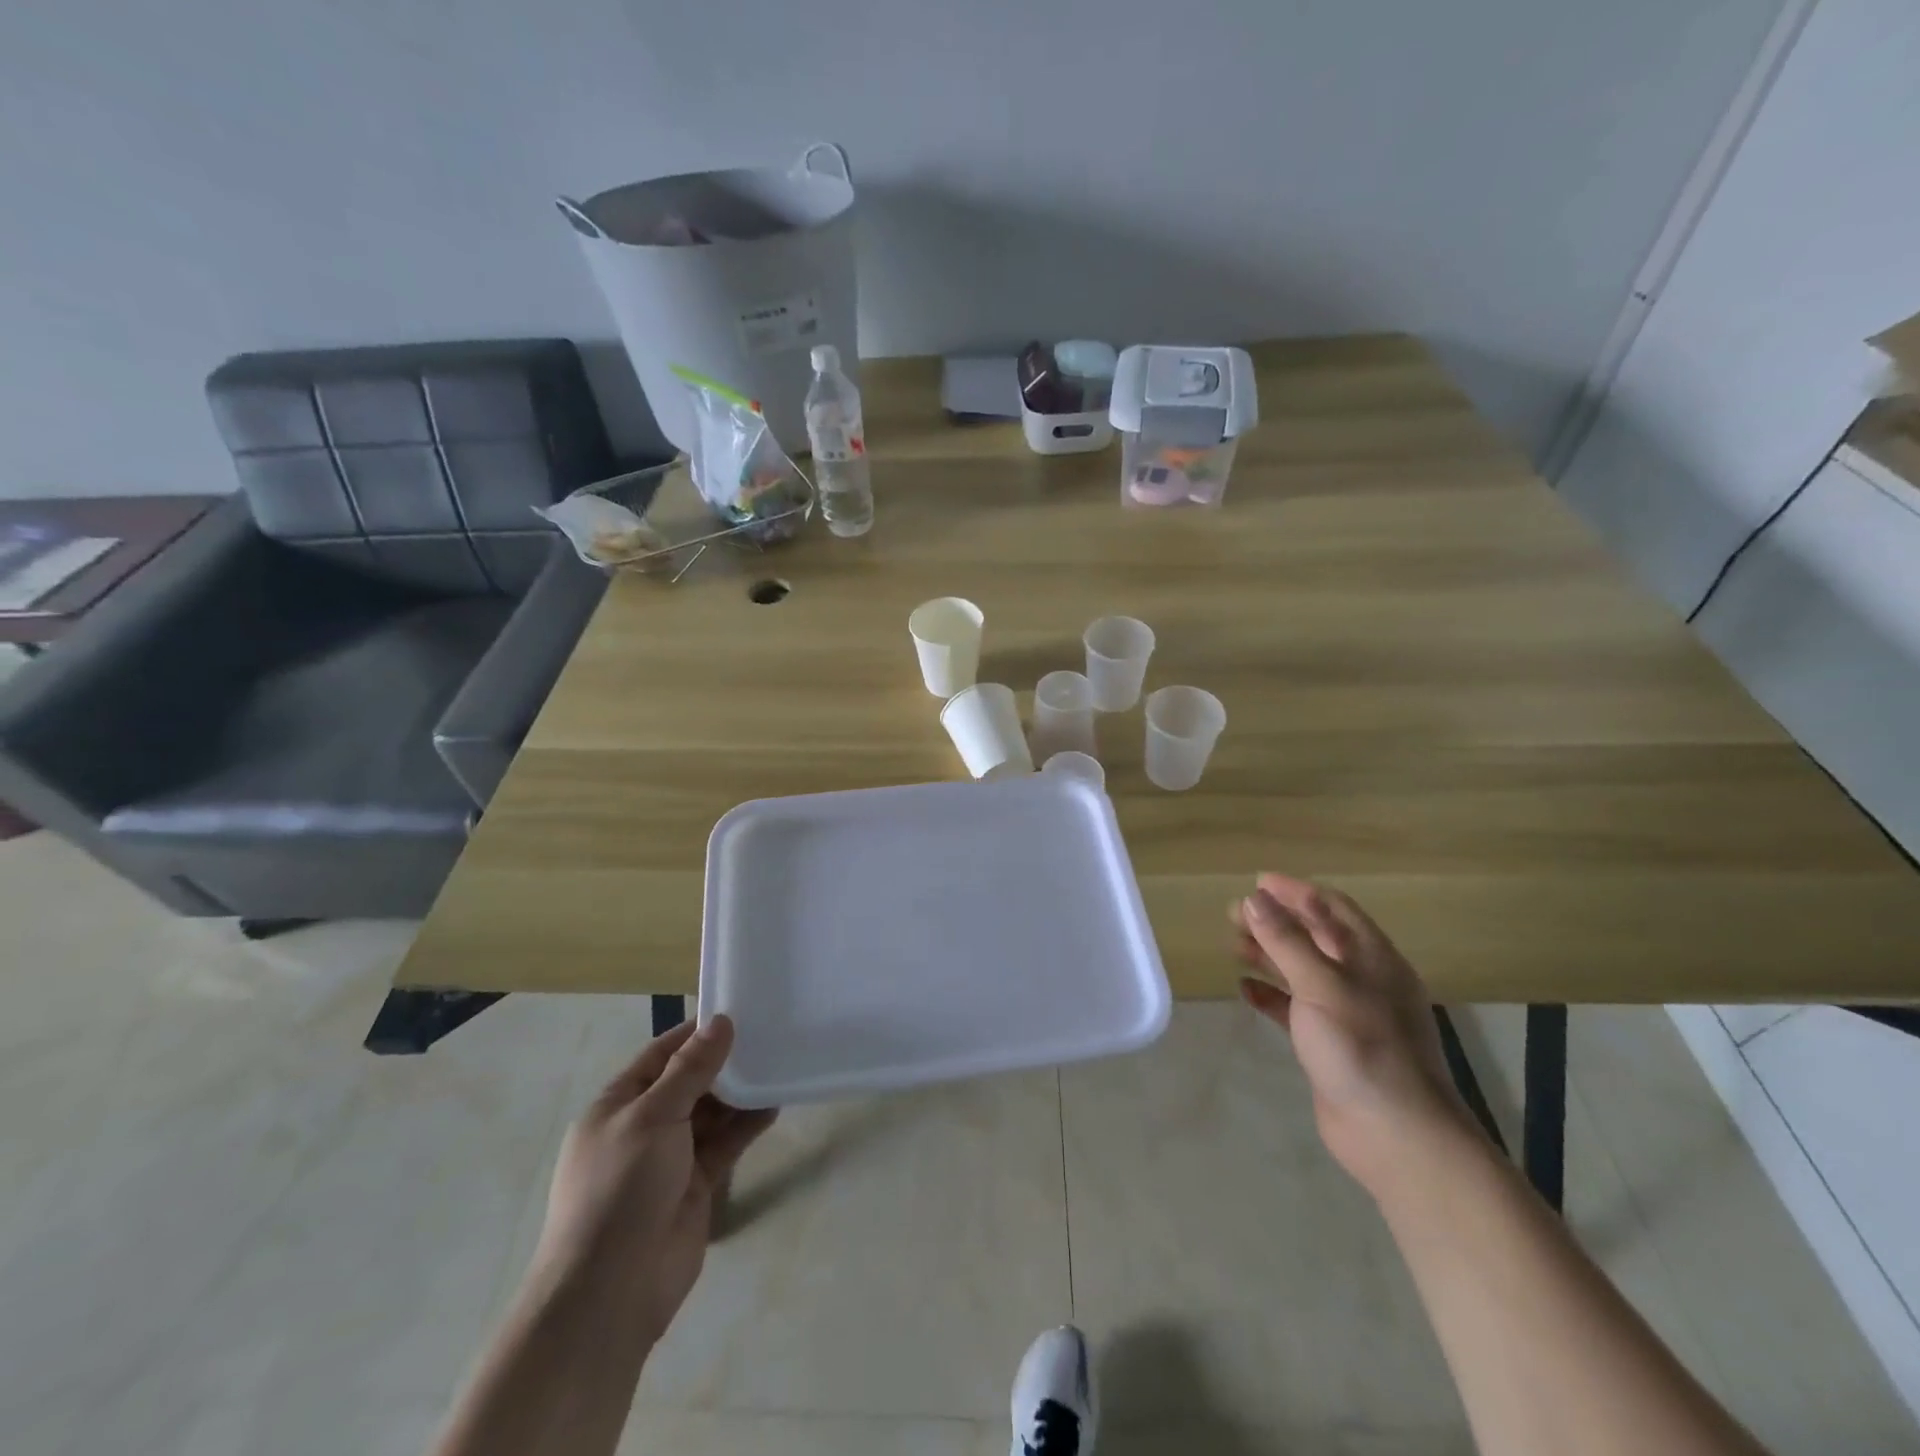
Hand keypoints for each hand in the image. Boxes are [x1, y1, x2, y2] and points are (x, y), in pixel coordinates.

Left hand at [530, 1015, 775, 1345]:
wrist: (610, 1293)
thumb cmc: (620, 1189)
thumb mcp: (653, 1116)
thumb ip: (691, 1069)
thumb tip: (720, 1021)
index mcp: (617, 1105)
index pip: (661, 1055)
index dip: (696, 1034)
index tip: (738, 1011)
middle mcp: (643, 1127)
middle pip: (689, 1082)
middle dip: (723, 1062)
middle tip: (768, 1034)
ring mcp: (669, 1159)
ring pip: (711, 1113)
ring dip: (739, 1092)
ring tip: (777, 1063)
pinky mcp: (695, 1185)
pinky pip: (725, 1144)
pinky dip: (747, 1125)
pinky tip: (774, 1105)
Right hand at [1230, 874, 1479, 1194]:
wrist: (1395, 1135)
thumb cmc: (1362, 1047)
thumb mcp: (1321, 985)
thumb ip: (1286, 941)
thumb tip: (1254, 899)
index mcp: (1372, 958)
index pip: (1333, 909)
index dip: (1296, 892)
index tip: (1257, 882)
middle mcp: (1362, 980)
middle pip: (1316, 937)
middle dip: (1277, 922)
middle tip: (1233, 913)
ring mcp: (1347, 1013)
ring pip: (1303, 971)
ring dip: (1270, 955)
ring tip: (1234, 945)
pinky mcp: (1330, 1044)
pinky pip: (1295, 1008)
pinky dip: (1271, 995)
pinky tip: (1245, 989)